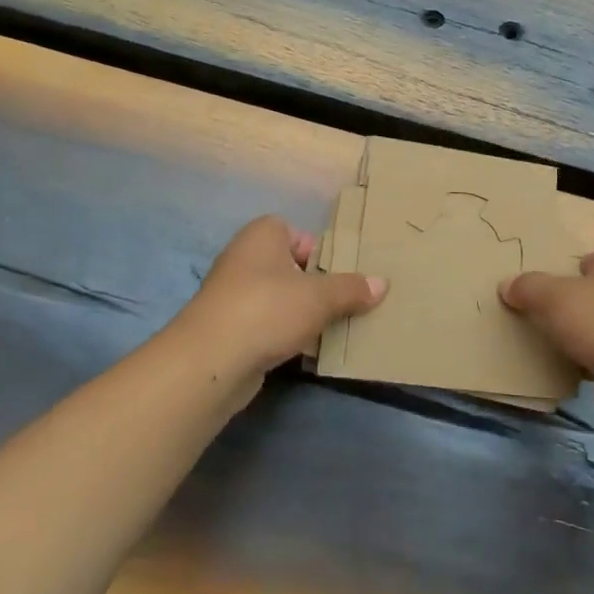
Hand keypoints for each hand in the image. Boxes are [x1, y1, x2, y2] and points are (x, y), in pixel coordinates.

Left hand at [174, 215, 386, 402]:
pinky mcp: (230, 329)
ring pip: (280, 299)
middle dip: (316, 286)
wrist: (211, 361)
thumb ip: (352, 288)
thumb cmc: (268, 309)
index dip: (319, 252)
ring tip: (333, 329)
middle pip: (290, 267)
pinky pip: (268, 325)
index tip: (341, 275)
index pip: (296, 233)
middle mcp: (244, 258)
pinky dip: (286, 335)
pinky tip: (308, 351)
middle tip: (345, 302)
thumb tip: (382, 283)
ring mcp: (233, 295)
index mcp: (262, 235)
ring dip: (303, 313)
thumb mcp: (320, 296)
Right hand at [500, 247, 593, 423]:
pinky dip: (585, 361)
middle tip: (536, 312)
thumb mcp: (551, 295)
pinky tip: (564, 368)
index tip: (542, 284)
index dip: (567, 268)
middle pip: (593, 292)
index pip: (591, 258)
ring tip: (543, 341)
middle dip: (570, 303)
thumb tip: (507, 285)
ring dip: (577, 334)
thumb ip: (527, 287)